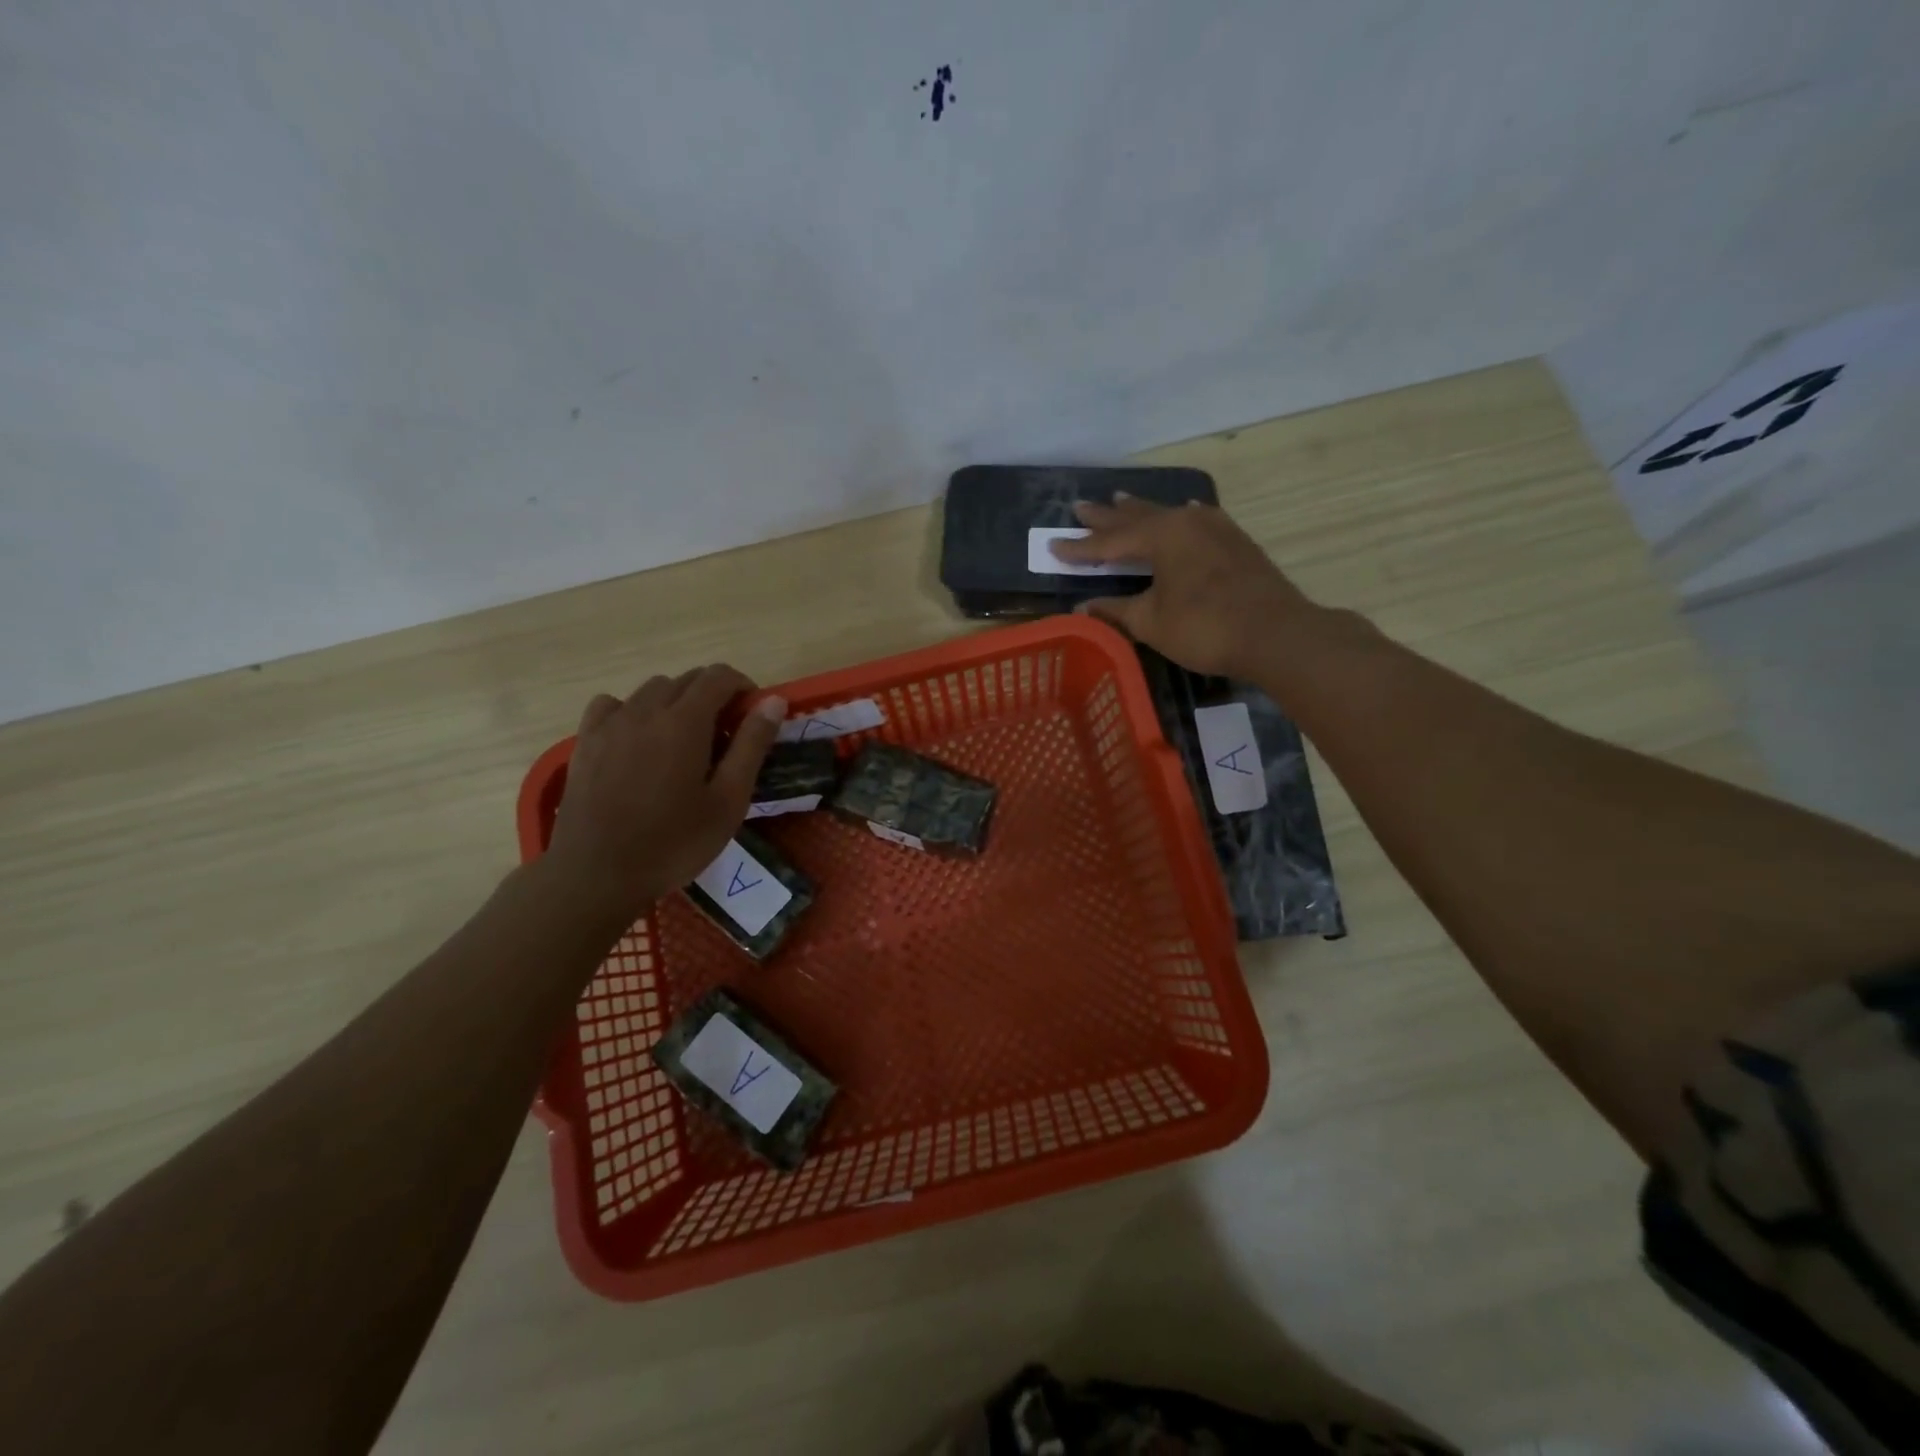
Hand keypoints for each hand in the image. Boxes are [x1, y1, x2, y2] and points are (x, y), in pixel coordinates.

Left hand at [545, 665, 784, 916]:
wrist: (596, 874)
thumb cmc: (673, 843)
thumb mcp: (728, 801)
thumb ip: (752, 745)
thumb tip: (774, 701)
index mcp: (685, 721)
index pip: (719, 676)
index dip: (743, 687)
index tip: (753, 715)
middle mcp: (646, 710)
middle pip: (686, 680)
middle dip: (713, 695)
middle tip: (725, 737)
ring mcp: (610, 723)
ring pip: (651, 689)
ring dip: (676, 702)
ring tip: (684, 741)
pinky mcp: (585, 740)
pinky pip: (613, 704)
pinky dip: (633, 710)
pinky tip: (638, 739)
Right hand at [1053, 496, 1319, 677]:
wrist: (1275, 633)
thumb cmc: (1204, 627)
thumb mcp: (1151, 622)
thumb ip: (1115, 610)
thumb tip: (1083, 606)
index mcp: (1161, 536)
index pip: (1109, 541)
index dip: (1079, 548)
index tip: (1052, 546)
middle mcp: (1186, 521)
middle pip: (1137, 517)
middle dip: (1106, 516)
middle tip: (1080, 506)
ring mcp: (1215, 528)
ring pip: (1167, 514)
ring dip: (1140, 510)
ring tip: (1119, 498)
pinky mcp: (1234, 541)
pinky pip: (1197, 519)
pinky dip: (1179, 517)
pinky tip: (1185, 510)